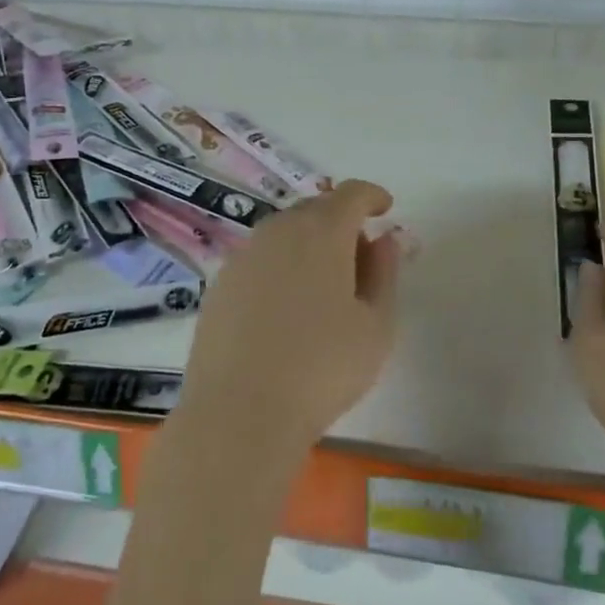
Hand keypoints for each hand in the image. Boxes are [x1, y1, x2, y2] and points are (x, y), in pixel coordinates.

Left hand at [178, 179, 400, 463]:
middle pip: (315, 209)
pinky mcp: (220, 283)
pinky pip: (259, 258)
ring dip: (308, 243)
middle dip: (341, 221)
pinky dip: (280, 265)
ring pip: (283, 232)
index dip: (372, 196)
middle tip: (360, 255)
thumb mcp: (376, 324)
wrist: (240, 410)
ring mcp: (243, 255)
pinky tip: (286, 305)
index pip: (351, 194)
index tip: (385, 209)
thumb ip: (384, 272)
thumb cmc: (323, 368)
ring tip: (324, 283)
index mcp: (322, 232)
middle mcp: (278, 231)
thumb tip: (384, 240)